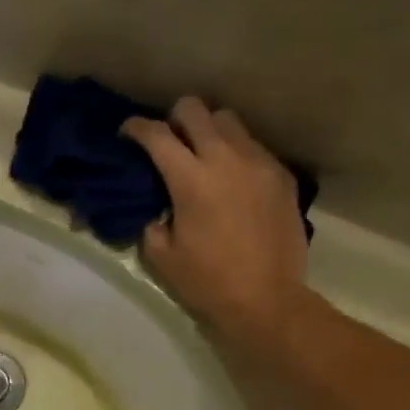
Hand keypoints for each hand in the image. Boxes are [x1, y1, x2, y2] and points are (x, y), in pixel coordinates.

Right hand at [122, 97, 309, 347]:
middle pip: (195, 110)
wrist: (266, 300)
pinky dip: (236, 152)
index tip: (128, 132)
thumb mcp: (162, 257)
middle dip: (175, 117)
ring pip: (229, 121)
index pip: (157, 135)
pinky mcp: (281, 176)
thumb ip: (152, 223)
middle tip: (168, 139)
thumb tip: (157, 209)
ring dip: (209, 130)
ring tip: (203, 154)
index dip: (136, 128)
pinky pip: (254, 147)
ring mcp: (259, 163)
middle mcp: (226, 158)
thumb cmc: (207, 282)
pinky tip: (232, 179)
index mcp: (191, 179)